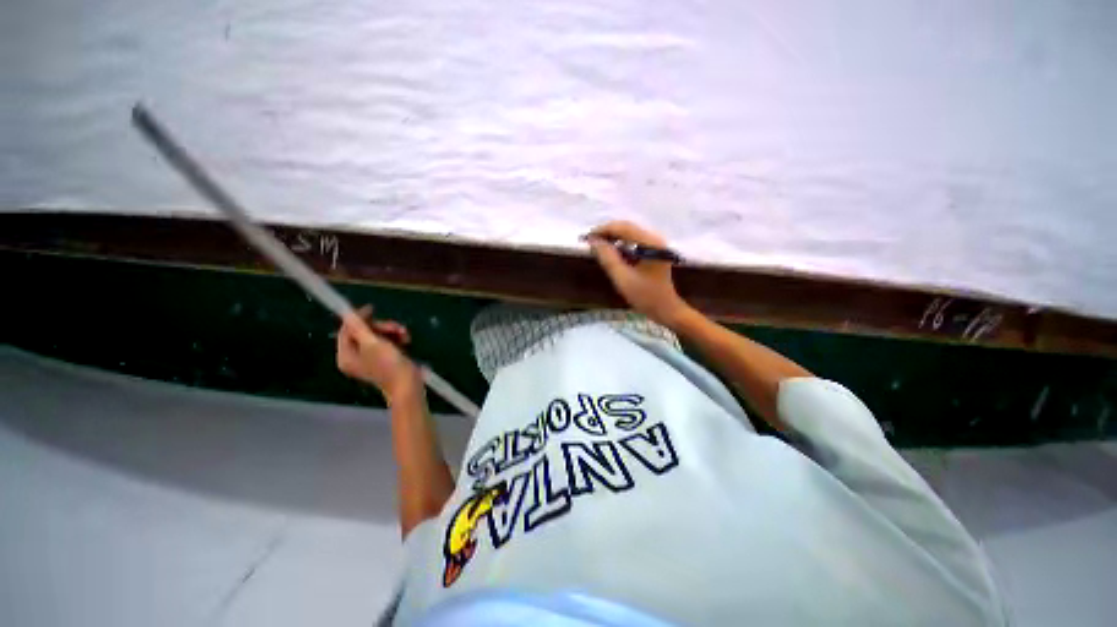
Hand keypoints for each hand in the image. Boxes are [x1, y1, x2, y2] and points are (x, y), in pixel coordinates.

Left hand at [336, 306, 421, 403]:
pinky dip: (397, 338)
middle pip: (364, 332)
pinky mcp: (384, 358)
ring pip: (378, 335)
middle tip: (397, 327)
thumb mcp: (373, 343)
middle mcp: (355, 357)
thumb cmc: (388, 365)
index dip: (357, 318)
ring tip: (405, 334)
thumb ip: (359, 327)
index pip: (346, 331)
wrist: (408, 384)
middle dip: (382, 327)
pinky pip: (387, 342)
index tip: (372, 308)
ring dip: (392, 331)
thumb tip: (347, 313)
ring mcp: (370, 358)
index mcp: (346, 355)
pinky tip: (406, 340)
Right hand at [587, 221, 691, 327]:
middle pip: (627, 227)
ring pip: (629, 233)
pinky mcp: (653, 250)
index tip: (586, 238)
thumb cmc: (645, 296)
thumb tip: (593, 242)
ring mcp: (655, 244)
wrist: (665, 309)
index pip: (623, 228)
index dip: (603, 230)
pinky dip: (620, 244)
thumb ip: (608, 258)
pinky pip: (633, 241)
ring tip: (597, 246)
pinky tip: (610, 252)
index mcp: (651, 244)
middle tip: (589, 242)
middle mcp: (654, 239)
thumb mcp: (623, 278)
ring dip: (612, 237)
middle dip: (606, 232)